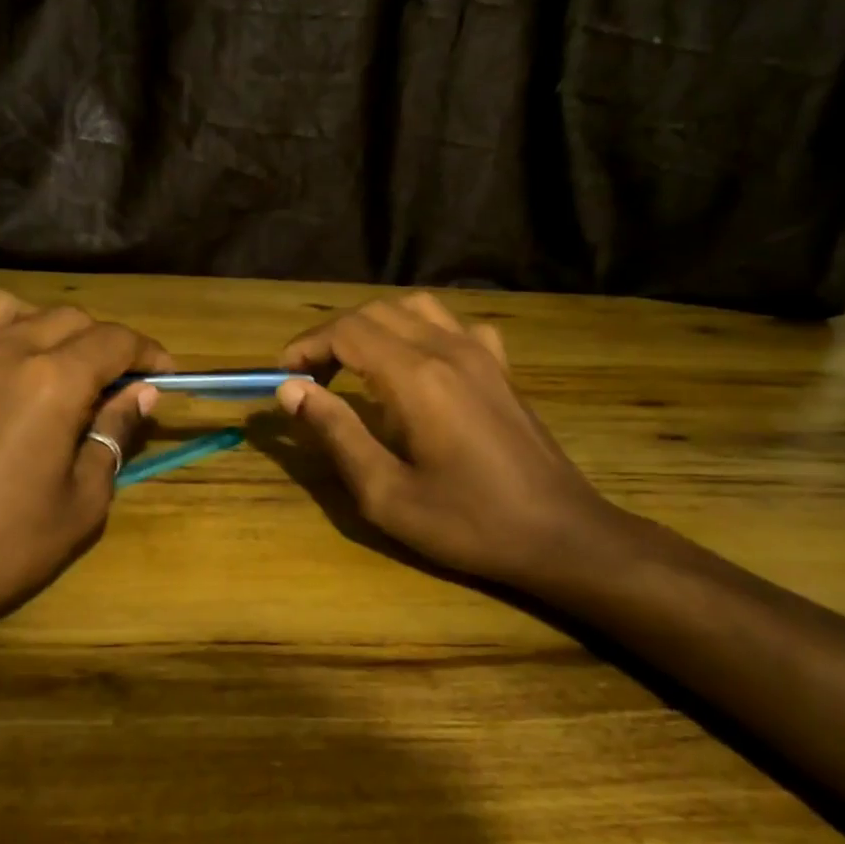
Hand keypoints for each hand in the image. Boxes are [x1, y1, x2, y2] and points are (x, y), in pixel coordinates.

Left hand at [0, 290, 169, 629]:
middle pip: (65, 318)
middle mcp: (0, 353)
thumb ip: (113, 436)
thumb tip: (142, 394)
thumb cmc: (0, 549)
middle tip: (111, 383)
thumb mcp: (81, 503)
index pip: (114, 341)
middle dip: (100, 342)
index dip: (148, 352)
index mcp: (51, 382)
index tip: (163, 374)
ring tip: (42, 361)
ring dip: (33, 325)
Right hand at [278, 293, 638, 599]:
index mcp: (416, 378)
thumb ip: (337, 434)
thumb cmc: (468, 523)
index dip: (306, 347)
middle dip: (333, 336)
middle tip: (311, 379)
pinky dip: (423, 330)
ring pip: (415, 308)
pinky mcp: (502, 368)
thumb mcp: (386, 494)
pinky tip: (420, 363)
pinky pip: (455, 325)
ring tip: (355, 365)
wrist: (561, 535)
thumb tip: (291, 391)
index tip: (283, 376)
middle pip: (376, 312)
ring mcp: (482, 354)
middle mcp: (448, 349)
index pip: (346, 332)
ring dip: (375, 326)